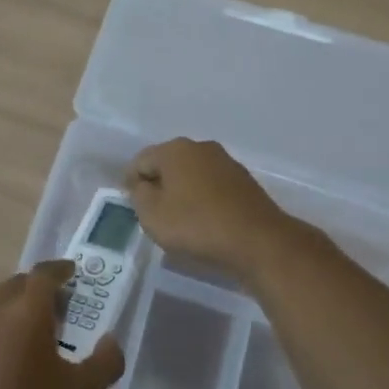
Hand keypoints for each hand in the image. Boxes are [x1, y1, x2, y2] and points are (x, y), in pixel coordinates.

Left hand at [0, 260, 123, 388]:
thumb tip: (111, 341)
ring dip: (9, 302)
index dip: (59, 270)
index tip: (70, 274)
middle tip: (53, 308)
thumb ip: (104, 361)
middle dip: (36, 289)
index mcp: (27, 310)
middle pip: (16, 284)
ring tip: (23, 325)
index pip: (44, 275)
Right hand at [125, 138, 297, 279]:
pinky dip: (202, 199)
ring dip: (181, 192)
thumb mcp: (152, 214)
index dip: (130, 183)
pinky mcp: (243, 181)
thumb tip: (142, 185)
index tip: (132, 206)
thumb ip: (138, 195)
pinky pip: (211, 186)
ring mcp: (226, 162)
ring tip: (179, 220)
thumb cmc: (197, 225)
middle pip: (167, 164)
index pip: (140, 161)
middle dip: (157, 185)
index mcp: (175, 149)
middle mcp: (200, 147)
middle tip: (153, 213)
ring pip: (191, 174)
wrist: (258, 241)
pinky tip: (203, 221)